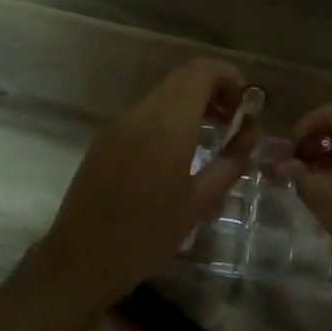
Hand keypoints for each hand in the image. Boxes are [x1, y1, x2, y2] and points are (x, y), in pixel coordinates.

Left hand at [42, 58, 257, 308]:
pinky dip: (171, 119)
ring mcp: (118, 125)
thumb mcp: (199, 203)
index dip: (230, 77)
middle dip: (215, 91)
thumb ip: (230, 161)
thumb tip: (250, 133)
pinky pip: (145, 115)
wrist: (81, 260)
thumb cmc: (147, 235)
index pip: (202, 70)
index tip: (247, 107)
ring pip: (164, 96)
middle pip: (183, 78)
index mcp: (167, 124)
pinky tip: (180, 155)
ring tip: (212, 138)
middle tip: (235, 123)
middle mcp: (141, 113)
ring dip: (192, 105)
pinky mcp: (105, 140)